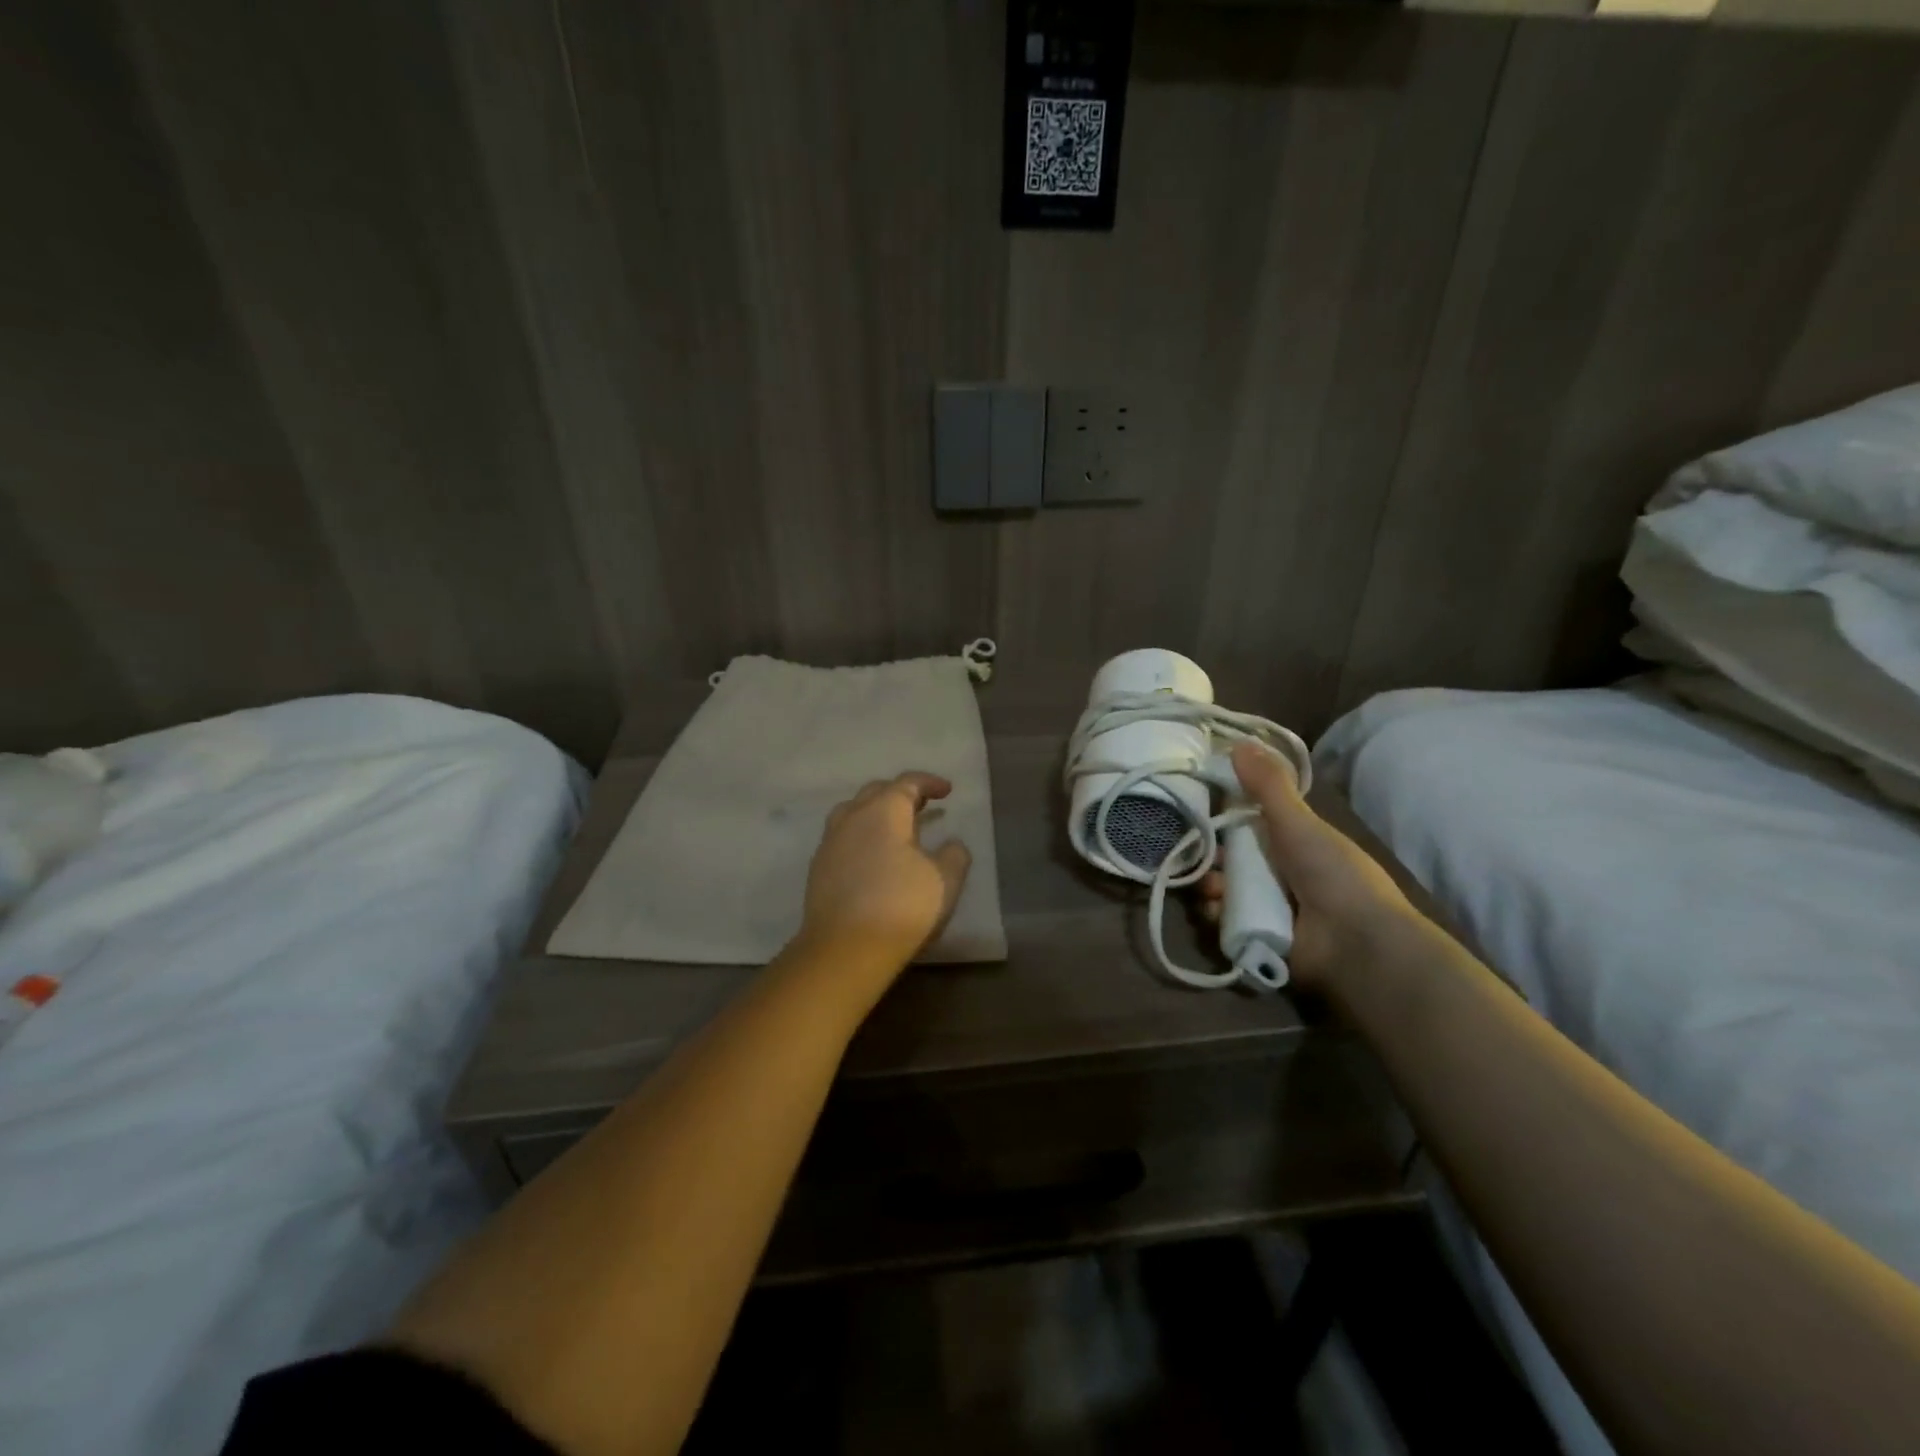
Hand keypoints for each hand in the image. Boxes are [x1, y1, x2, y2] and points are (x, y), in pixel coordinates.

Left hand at [800, 772, 972, 965]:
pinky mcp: (818, 867)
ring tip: (895, 828)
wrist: (844, 949)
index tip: (947, 791)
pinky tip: (873, 856)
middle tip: (922, 805)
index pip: (907, 783)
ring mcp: (830, 842)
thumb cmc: (901, 906)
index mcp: (883, 811)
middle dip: (901, 793)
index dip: (929, 783)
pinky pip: (843, 837)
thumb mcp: (944, 881)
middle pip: (876, 792)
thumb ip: (954, 855)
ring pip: (853, 812)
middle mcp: (852, 817)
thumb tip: (952, 843)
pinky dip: (861, 836)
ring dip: (876, 813)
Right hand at [1198, 741, 1414, 988]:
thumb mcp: (1299, 822)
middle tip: (1201, 854)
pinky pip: (1226, 922)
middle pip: (1233, 858)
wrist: (1357, 945)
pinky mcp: (1260, 938)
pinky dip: (1216, 916)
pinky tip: (1214, 911)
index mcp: (1296, 843)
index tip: (1202, 807)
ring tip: (1210, 888)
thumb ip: (1268, 784)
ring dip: (1211, 885)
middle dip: (1213, 855)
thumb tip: (1237, 740)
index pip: (1251, 824)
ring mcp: (1271, 908)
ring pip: (1226, 889)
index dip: (1226, 816)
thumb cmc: (1333, 874)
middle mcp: (1283, 873)